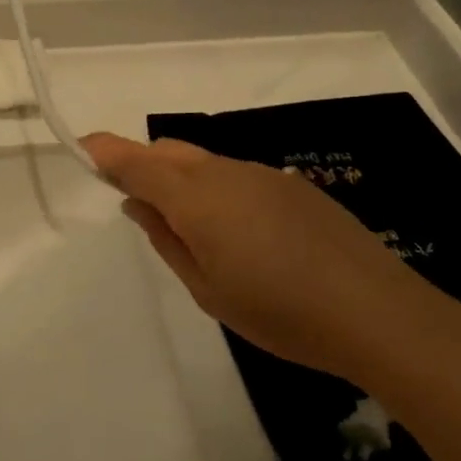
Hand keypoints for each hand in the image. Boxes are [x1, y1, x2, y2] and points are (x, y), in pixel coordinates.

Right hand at [84, 133, 446, 381]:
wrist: (377, 313)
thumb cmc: (279, 312)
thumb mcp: (207, 289)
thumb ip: (166, 240)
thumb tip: (138, 204)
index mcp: (197, 199)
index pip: (137, 161)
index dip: (105, 151)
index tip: (82, 147)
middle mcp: (226, 173)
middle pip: (170, 152)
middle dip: (143, 165)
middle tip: (137, 204)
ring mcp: (264, 175)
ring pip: (205, 163)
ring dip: (183, 180)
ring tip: (196, 232)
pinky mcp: (295, 185)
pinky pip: (238, 175)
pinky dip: (219, 190)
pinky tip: (244, 234)